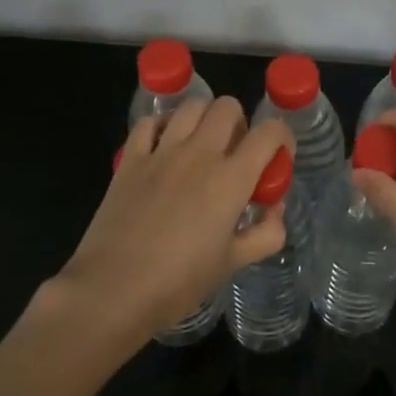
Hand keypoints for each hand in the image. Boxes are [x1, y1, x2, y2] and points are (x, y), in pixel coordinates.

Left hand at [64, 98, 292, 339]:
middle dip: (241, 123)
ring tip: (202, 145)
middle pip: (228, 107)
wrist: (113, 289)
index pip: (269, 133)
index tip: (279, 156)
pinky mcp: (130, 159)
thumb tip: (275, 210)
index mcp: (231, 178)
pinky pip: (148, 123)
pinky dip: (162, 126)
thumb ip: (266, 233)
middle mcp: (199, 153)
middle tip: (237, 153)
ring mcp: (161, 152)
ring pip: (191, 106)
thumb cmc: (179, 281)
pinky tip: (164, 146)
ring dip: (204, 118)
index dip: (282, 137)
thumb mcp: (233, 263)